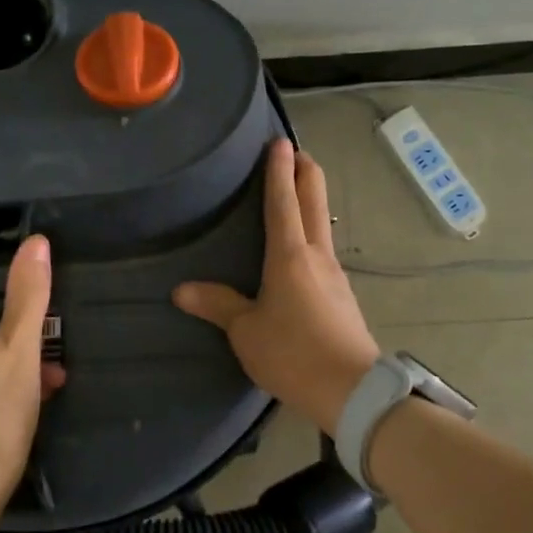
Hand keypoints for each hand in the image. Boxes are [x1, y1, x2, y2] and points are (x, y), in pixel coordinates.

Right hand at [174, 140, 379, 433]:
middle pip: (314, 202)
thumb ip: (217, 306)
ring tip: (296, 196)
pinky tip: (304, 251)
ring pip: (323, 225)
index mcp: (289, 256)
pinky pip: (325, 252)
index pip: (283, 201)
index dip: (279, 170)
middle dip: (306, 172)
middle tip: (296, 152)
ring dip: (312, 202)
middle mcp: (317, 256)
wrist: (351, 390)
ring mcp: (335, 275)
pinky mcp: (343, 296)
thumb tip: (181, 290)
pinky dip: (314, 234)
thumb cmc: (293, 353)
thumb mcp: (246, 332)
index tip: (280, 142)